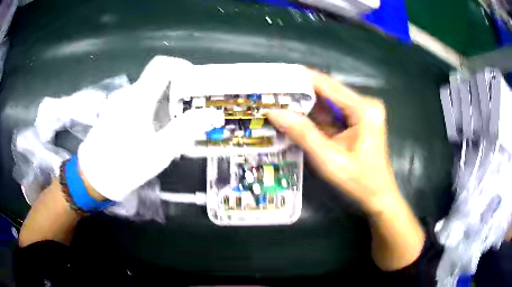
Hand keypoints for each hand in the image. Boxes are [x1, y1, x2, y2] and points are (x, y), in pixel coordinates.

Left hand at [78, 56, 223, 200]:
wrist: (91, 179)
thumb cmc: (124, 165)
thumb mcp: (159, 152)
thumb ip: (185, 129)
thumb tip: (212, 114)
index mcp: (138, 97)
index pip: (163, 65)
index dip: (183, 67)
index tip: (197, 83)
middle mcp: (128, 93)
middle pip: (158, 80)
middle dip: (178, 93)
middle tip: (191, 114)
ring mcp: (119, 102)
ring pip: (149, 93)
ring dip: (165, 105)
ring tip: (174, 130)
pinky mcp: (114, 112)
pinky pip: (139, 103)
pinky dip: (152, 112)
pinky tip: (154, 134)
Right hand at [268, 70, 424, 270]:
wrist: (378, 196)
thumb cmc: (359, 181)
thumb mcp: (329, 160)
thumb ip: (303, 134)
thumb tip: (274, 112)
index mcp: (364, 109)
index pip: (327, 85)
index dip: (300, 79)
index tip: (275, 76)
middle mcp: (364, 104)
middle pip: (327, 91)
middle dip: (299, 92)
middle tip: (271, 91)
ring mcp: (361, 111)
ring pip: (327, 101)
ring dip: (305, 104)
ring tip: (277, 101)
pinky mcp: (357, 120)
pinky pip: (332, 112)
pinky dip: (314, 115)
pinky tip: (295, 115)